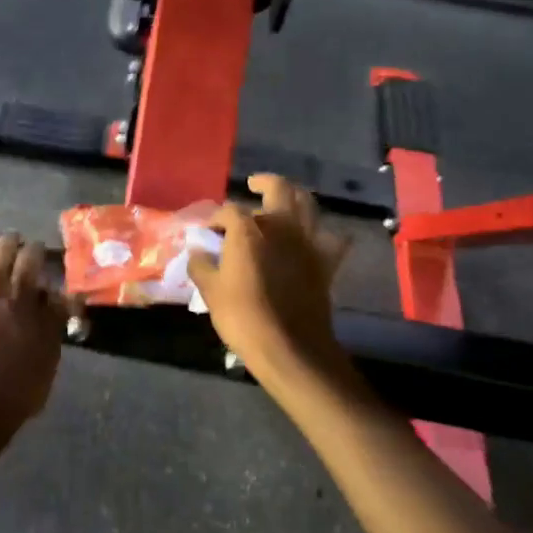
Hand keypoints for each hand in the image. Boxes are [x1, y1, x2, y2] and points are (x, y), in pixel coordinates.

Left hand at [0, 233, 66, 464]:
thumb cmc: (16, 390)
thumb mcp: (49, 356)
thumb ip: (54, 319)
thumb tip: (58, 293)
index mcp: (20, 296)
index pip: (32, 255)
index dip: (39, 250)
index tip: (42, 253)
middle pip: (0, 247)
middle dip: (13, 242)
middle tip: (18, 246)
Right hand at [187, 175, 350, 387]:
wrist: (290, 348)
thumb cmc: (243, 317)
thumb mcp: (210, 291)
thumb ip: (201, 265)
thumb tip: (197, 250)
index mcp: (248, 231)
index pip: (229, 211)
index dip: (216, 218)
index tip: (207, 230)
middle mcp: (281, 227)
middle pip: (278, 189)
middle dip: (263, 183)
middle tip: (253, 185)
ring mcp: (308, 242)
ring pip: (308, 204)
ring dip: (295, 196)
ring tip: (283, 201)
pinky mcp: (326, 262)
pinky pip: (334, 238)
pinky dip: (326, 233)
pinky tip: (317, 236)